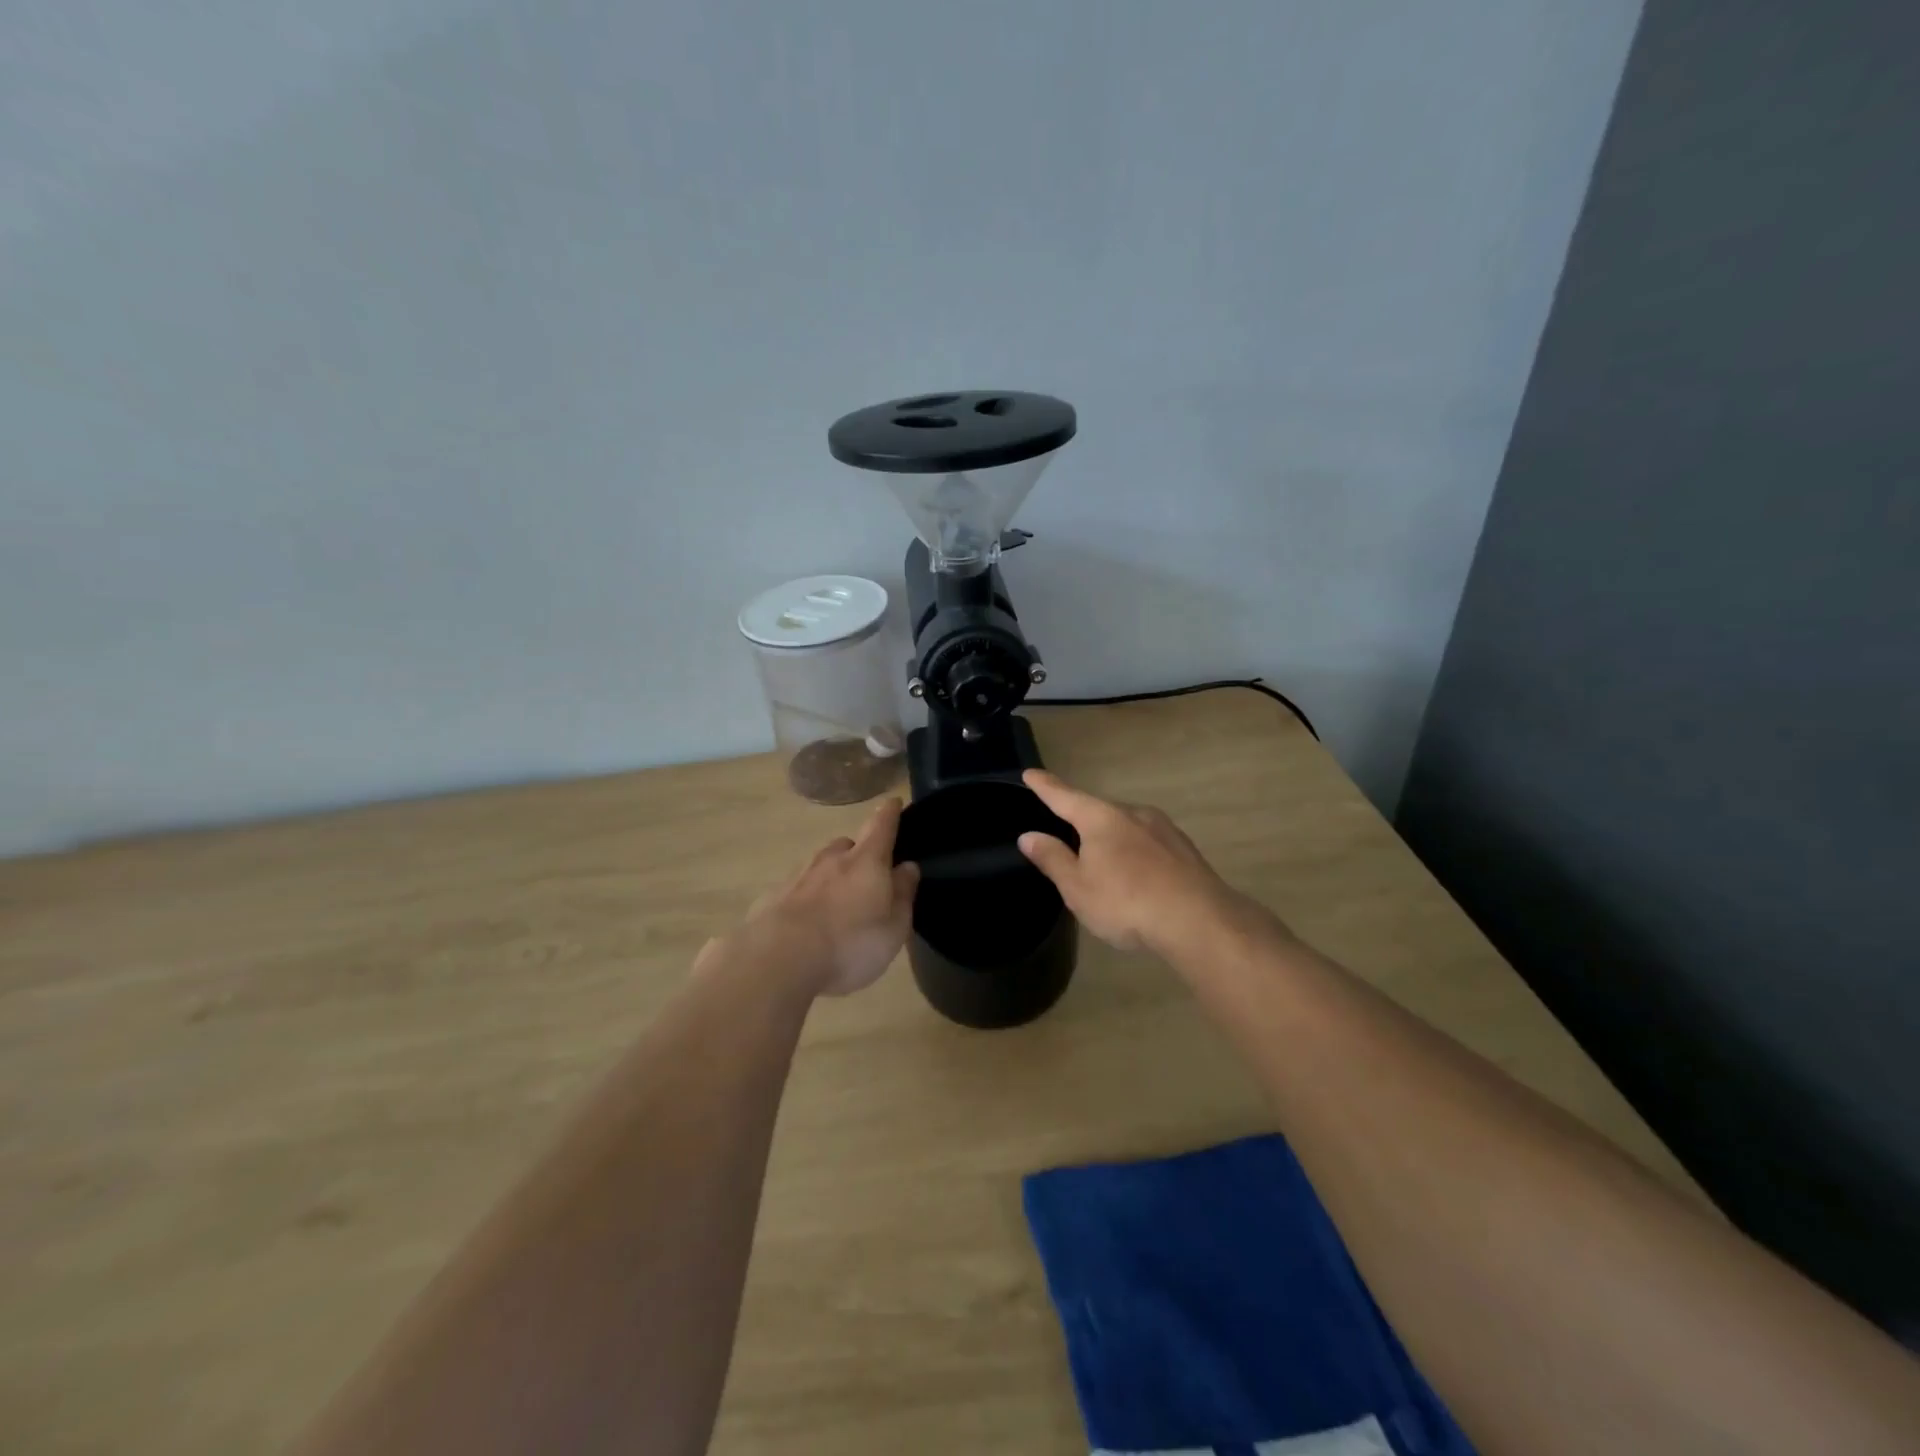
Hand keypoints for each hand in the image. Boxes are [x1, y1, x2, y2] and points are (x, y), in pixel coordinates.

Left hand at [733, 798, 919, 996]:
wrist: (777, 962)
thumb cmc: (850, 944)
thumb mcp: (893, 927)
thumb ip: (902, 894)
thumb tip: (908, 866)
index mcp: (866, 861)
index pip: (881, 825)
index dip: (890, 813)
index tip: (893, 802)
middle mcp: (831, 859)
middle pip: (847, 845)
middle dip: (858, 854)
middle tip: (866, 878)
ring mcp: (798, 876)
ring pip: (820, 866)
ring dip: (830, 877)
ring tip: (836, 906)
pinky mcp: (772, 898)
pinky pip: (797, 890)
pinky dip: (806, 900)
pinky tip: (806, 925)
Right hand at [1018, 770, 1243, 955]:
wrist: (1199, 920)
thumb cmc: (1126, 902)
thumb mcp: (1078, 887)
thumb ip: (1053, 858)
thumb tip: (1029, 835)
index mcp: (1101, 818)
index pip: (1064, 797)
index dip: (1045, 786)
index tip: (1030, 773)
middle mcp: (1132, 813)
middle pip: (1098, 812)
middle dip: (1082, 822)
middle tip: (1067, 841)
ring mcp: (1163, 829)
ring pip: (1126, 827)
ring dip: (1111, 840)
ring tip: (1104, 867)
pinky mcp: (1184, 849)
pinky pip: (1148, 844)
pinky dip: (1135, 854)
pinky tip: (1137, 877)